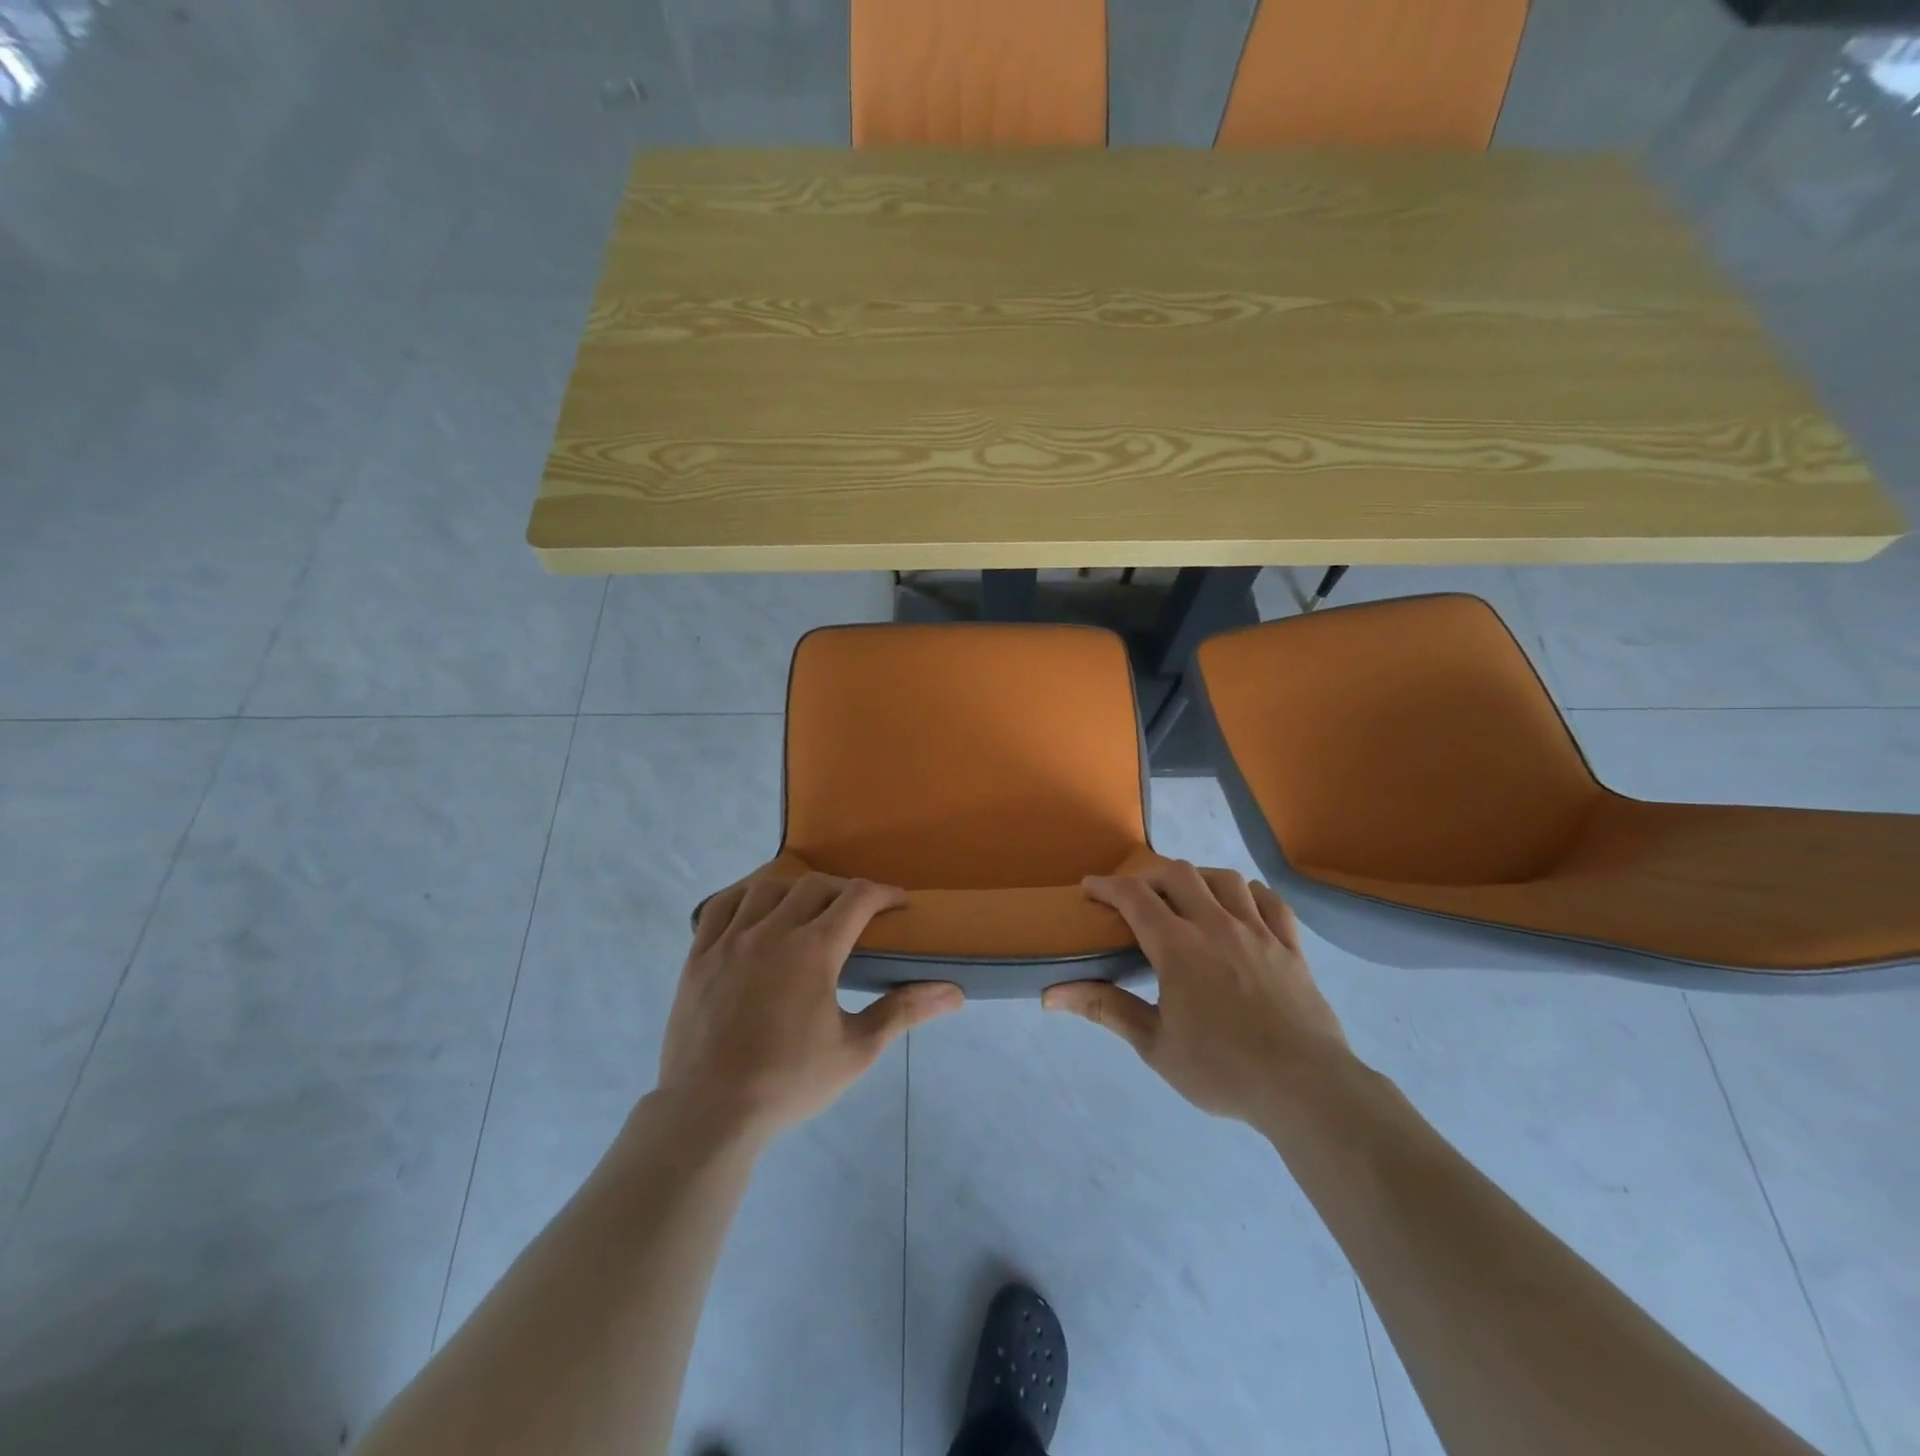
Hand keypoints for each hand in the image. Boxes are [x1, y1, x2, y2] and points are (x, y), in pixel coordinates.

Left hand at [657, 873, 963, 1141]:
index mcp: (814, 951)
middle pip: (814, 886)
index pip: (857, 898)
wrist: (709, 1114)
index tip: (899, 903)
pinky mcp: (698, 956)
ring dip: (794, 889)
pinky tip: (754, 908)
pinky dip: (743, 896)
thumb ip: (903, 1011)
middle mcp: (772, 932)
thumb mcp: (856, 1050)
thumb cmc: (789, 1083)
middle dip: (844, 890)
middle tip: (858, 913)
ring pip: (766, 888)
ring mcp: (729, 941)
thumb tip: (953, 993)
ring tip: (806, 907)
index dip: (884, 893)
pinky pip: (719, 907)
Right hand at [1042, 861, 1351, 1127]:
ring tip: (1186, 894)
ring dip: (1197, 878)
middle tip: (1135, 897)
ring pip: (1224, 880)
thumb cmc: (1221, 1069)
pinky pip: (1270, 901)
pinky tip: (1240, 904)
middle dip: (1149, 876)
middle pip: (1178, 875)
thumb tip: (1050, 995)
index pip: (1134, 897)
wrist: (1304, 1088)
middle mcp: (1216, 925)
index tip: (1090, 888)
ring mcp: (1258, 932)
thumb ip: (1105, 1009)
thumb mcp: (1154, 1045)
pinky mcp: (1290, 946)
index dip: (1107, 886)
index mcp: (1178, 946)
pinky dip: (1248, 893)